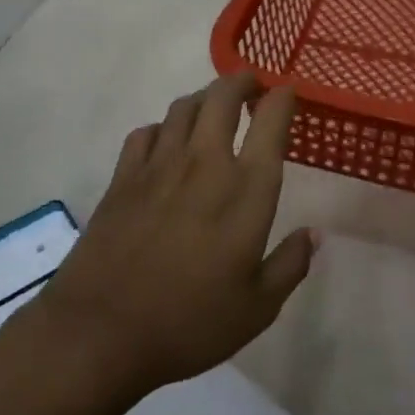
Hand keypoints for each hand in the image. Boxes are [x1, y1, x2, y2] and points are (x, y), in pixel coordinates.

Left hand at [34, 73, 314, 398]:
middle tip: (252, 87)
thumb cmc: (189, 323)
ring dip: (204, 98)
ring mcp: (158, 165)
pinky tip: (165, 143)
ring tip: (214, 108)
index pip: (271, 119)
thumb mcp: (258, 308)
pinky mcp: (122, 177)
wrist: (100, 332)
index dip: (283, 97)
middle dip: (242, 81)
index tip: (288, 93)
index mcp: (246, 188)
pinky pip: (145, 132)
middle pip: (222, 96)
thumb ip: (291, 264)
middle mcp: (204, 162)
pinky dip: (162, 127)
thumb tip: (314, 234)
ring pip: (183, 107)